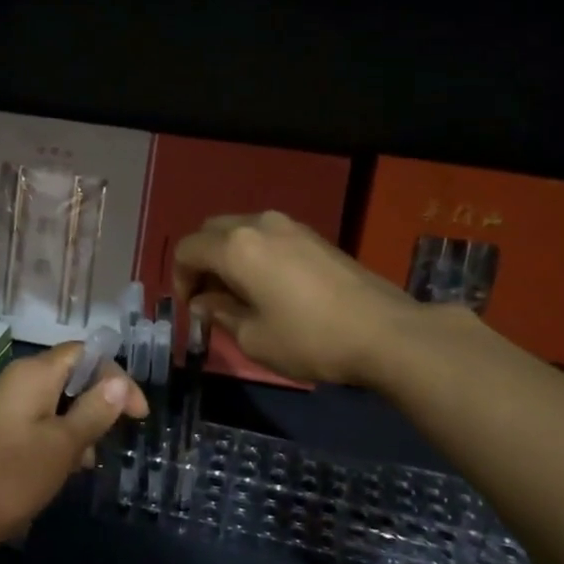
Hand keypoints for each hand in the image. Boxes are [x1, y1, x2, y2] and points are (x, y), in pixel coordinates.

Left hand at [0, 342, 146, 557]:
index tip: (137, 415)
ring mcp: (5, 405)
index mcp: (35, 373)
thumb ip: (95, 410)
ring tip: (87, 461)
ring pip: (56, 403)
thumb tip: (120, 381)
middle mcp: (19, 380)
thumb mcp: (64, 444)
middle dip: (98, 403)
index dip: (117, 377)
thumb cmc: (13, 474)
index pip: (87, 354)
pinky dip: (58, 438)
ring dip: (79, 425)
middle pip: (71, 376)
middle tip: (113, 437)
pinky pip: (39, 422)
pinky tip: (64, 469)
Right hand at [173, 211, 423, 386]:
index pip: (187, 249)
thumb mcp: (253, 337)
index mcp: (236, 247)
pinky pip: (267, 236)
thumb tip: (204, 301)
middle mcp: (259, 224)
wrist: (384, 332)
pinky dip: (254, 254)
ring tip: (238, 293)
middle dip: (201, 261)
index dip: (179, 278)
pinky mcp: (314, 236)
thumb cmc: (309, 339)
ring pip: (241, 230)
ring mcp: (290, 226)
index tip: (191, 308)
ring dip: (228, 256)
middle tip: (208, 298)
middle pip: (212, 231)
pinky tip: (268, 286)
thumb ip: (220, 313)